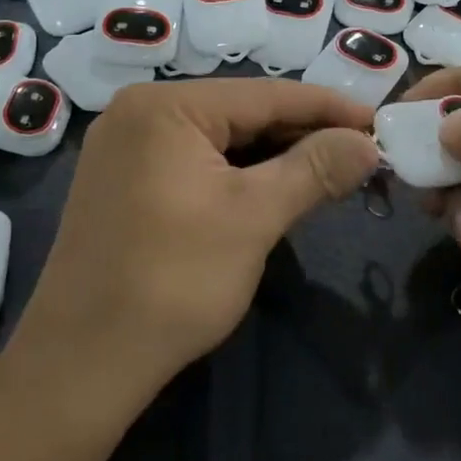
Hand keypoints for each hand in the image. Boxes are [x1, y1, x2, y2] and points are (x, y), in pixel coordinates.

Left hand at [23, 78, 379, 393]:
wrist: (80, 365)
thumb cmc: (172, 281)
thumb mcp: (254, 217)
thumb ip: (314, 169)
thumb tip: (368, 142)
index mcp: (165, 106)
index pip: (266, 95)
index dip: (329, 108)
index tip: (379, 120)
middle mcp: (140, 113)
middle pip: (241, 113)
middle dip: (303, 134)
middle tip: (360, 153)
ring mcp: (126, 148)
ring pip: (220, 139)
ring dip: (274, 156)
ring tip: (329, 171)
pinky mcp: (124, 183)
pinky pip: (196, 162)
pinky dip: (239, 174)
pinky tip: (275, 188)